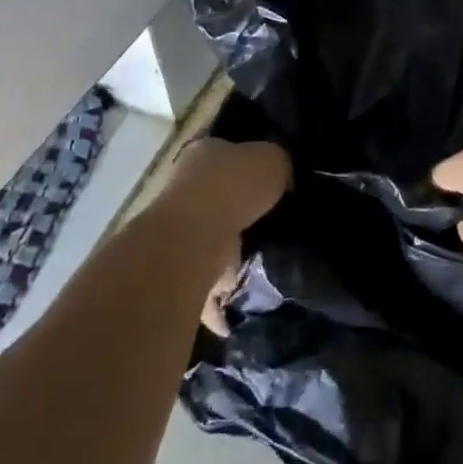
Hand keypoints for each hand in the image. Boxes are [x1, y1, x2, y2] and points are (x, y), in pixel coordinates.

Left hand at [161, 138, 288, 336]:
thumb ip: (278, 166)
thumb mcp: (271, 158)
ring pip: (209, 241)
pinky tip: (241, 311)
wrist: (196, 237)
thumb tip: (283, 180)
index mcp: (203, 153)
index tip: (271, 179)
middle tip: (273, 222)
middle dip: (239, 210)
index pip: (225, 152)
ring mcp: (179, 230)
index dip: (247, 162)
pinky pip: (205, 287)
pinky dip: (219, 303)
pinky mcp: (180, 269)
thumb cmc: (234, 185)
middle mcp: (185, 188)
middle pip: (216, 197)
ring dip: (229, 254)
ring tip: (264, 264)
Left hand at [164, 138, 290, 237]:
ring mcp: (190, 214)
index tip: (277, 166)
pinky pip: (228, 242)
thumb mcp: (273, 157)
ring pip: (228, 212)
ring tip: (278, 224)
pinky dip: (243, 246)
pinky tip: (265, 246)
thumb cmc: (234, 184)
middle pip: (229, 179)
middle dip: (251, 189)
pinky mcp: (195, 247)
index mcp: (206, 146)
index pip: (231, 144)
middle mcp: (192, 176)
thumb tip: (284, 175)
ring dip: (248, 220)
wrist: (201, 237)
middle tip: (283, 196)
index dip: (254, 153)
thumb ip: (280, 161)